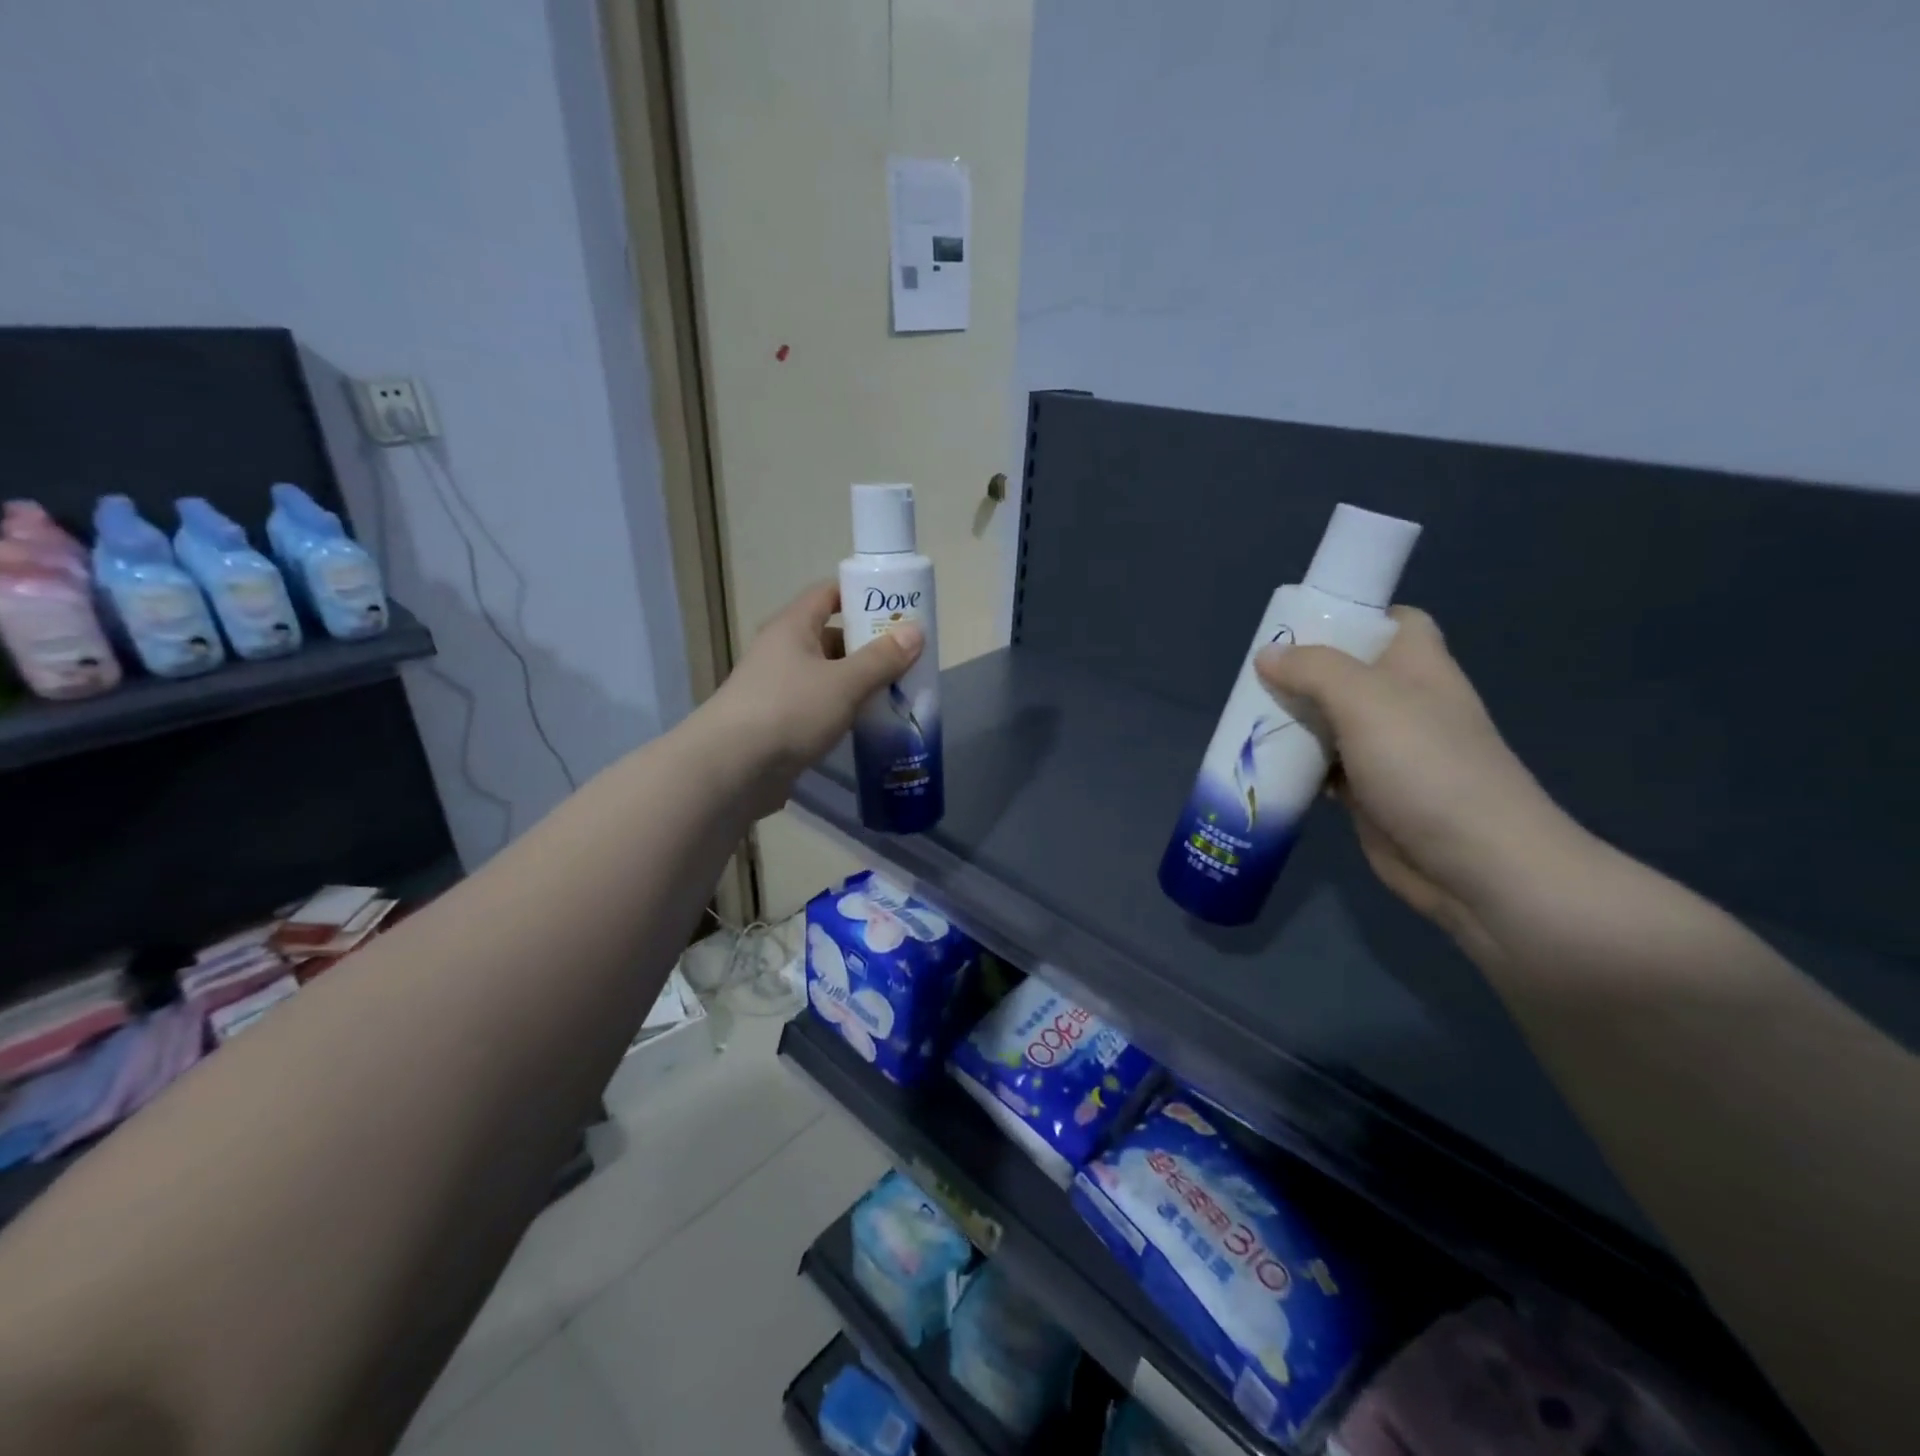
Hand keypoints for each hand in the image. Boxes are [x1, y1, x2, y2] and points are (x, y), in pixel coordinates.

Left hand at [708, 582, 924, 816]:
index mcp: (792, 627)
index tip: (897, 607)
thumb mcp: (844, 683)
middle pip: (832, 636)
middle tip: (908, 656)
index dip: (862, 595)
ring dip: (859, 681)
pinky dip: (844, 709)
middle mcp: (783, 651)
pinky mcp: (780, 722)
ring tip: (898, 691)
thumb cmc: (789, 711)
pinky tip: (869, 723)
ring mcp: (779, 688)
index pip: (828, 594)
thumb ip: (882, 658)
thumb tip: (916, 631)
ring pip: (828, 675)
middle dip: (869, 645)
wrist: (732, 768)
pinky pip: (820, 706)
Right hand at [1254, 608, 1590, 948]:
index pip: (1393, 622)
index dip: (1352, 616)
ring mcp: (1386, 751)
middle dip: (1301, 673)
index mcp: (1417, 667)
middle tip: (1252, 677)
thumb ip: (1314, 671)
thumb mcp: (1367, 701)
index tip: (1301, 626)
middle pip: (1346, 673)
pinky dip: (1296, 765)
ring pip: (1329, 722)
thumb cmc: (1427, 767)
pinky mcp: (1368, 793)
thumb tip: (1267, 654)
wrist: (1476, 865)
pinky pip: (1323, 767)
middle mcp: (1403, 703)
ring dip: (1291, 721)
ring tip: (1243, 717)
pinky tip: (1262, 765)